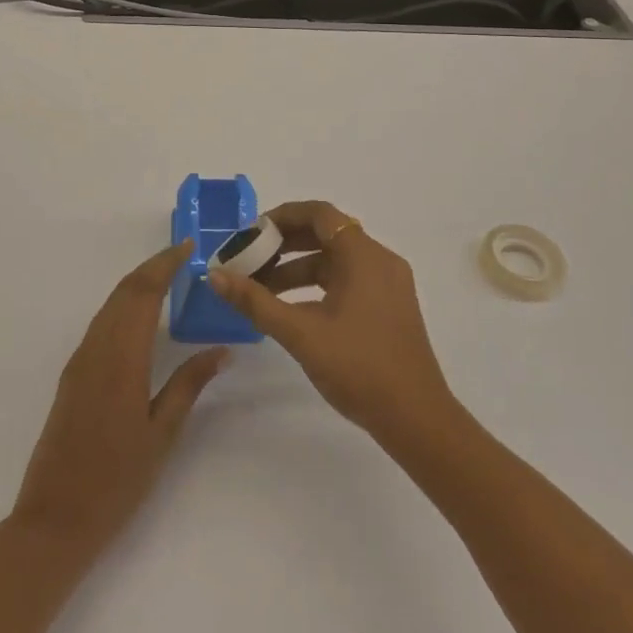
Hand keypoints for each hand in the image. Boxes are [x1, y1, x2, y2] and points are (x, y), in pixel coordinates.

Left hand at [9, 241, 228, 561]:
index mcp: (122, 359)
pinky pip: (101, 324)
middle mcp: (96, 349)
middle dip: (153, 267)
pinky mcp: (73, 374)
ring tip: (169, 278)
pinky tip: (142, 316)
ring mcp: (80, 361)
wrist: (55, 519)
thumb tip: (221, 350)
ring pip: (110, 305)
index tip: (188, 248)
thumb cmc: (117, 481)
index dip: (164, 264)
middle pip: (124, 291)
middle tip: (184, 257)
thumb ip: (189, 385)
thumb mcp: (162, 434)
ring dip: (137, 284)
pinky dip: (124, 306)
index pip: (143, 293)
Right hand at [209, 200, 455, 442]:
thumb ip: (256, 302)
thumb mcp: (300, 333)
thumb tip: (216, 275)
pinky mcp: (390, 306)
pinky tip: (293, 308)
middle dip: (285, 243)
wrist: (416, 419)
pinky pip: (349, 279)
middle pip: (327, 233)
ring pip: (337, 259)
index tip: (251, 234)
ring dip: (298, 266)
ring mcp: (388, 284)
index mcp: (363, 255)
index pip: (319, 214)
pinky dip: (318, 284)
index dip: (282, 216)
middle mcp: (380, 260)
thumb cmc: (358, 367)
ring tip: (262, 288)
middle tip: (250, 259)